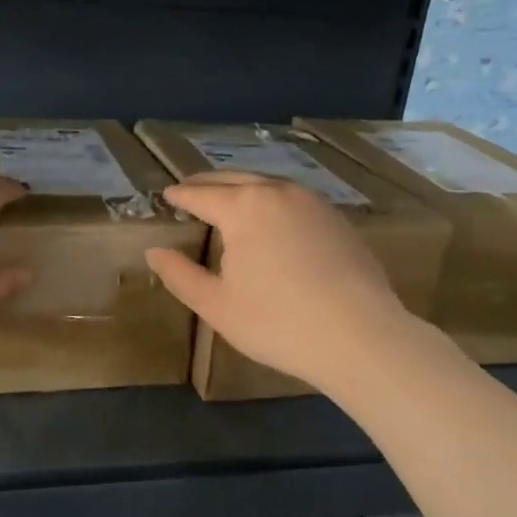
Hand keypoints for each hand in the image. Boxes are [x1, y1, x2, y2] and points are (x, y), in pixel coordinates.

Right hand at [144, 172, 443, 395]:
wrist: (361, 336)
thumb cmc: (277, 322)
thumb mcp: (216, 305)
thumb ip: (180, 274)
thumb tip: (154, 251)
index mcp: (244, 207)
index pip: (201, 194)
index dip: (180, 195)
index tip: (167, 195)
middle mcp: (278, 193)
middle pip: (234, 180)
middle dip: (208, 184)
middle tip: (190, 191)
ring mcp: (314, 203)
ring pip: (268, 186)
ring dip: (243, 189)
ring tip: (228, 203)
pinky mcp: (339, 220)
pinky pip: (294, 200)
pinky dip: (272, 202)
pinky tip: (272, 222)